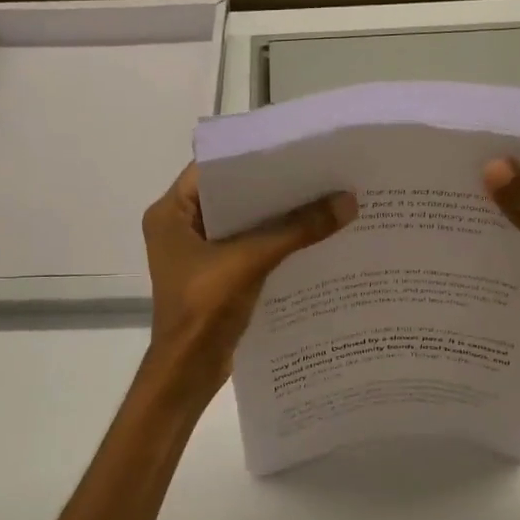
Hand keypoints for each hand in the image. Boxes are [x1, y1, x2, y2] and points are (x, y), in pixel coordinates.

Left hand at [141, 163, 355, 397]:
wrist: (188, 372)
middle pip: (232, 196)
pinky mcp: (216, 276)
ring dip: (278, 217)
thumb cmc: (203, 308)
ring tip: (324, 198)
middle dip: (273, 187)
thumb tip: (348, 201)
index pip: (213, 168)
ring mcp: (197, 254)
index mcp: (170, 213)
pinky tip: (312, 237)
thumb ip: (297, 230)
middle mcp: (180, 227)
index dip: (252, 156)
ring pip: (243, 224)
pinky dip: (275, 243)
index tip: (295, 147)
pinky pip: (248, 249)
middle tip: (319, 170)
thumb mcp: (250, 261)